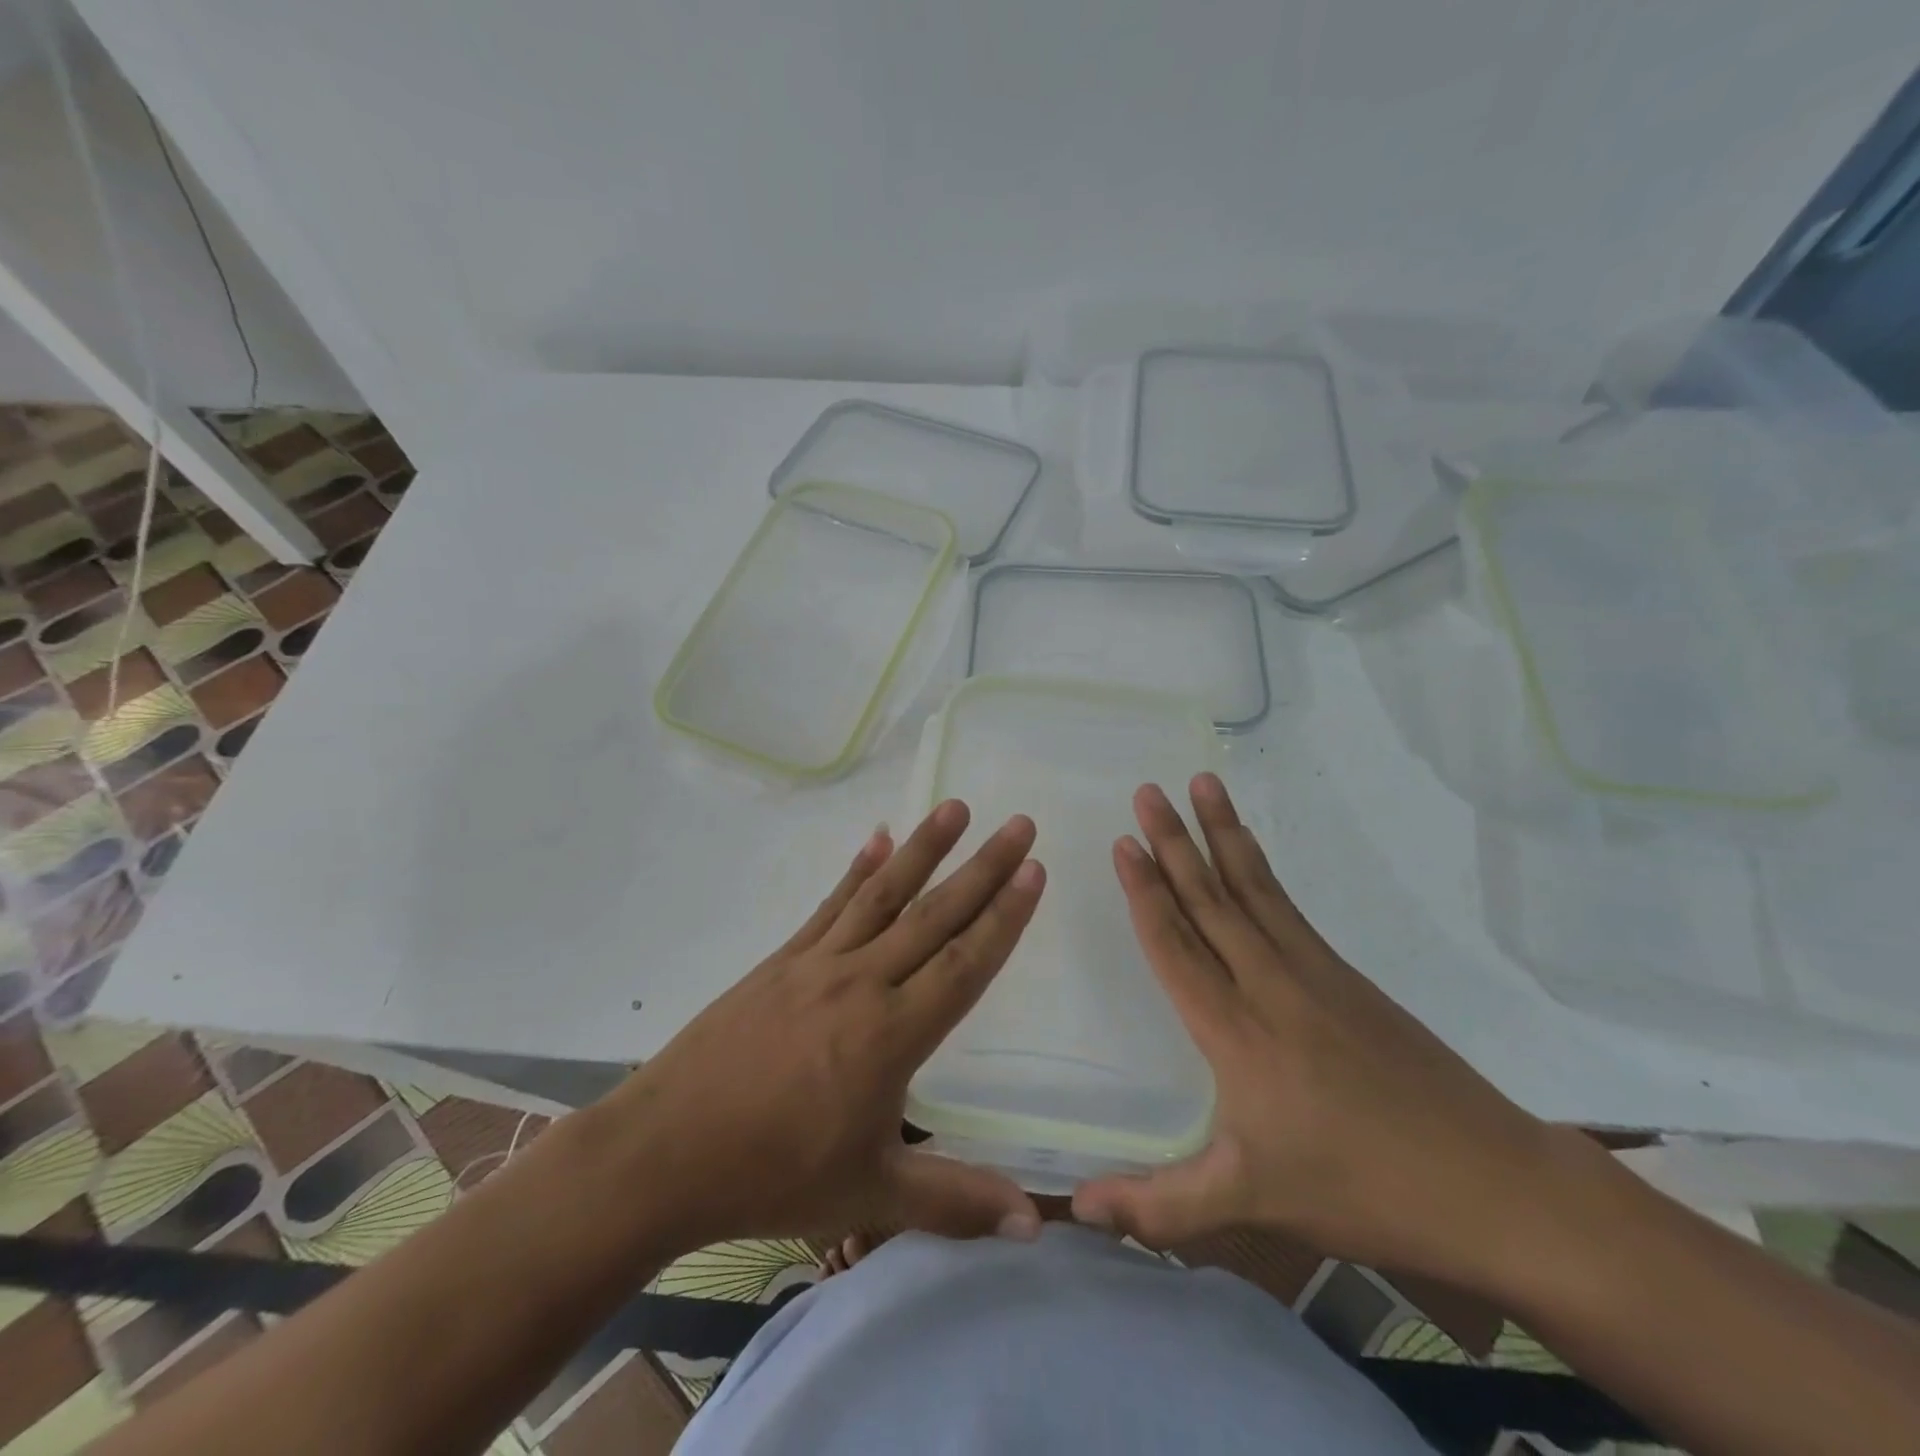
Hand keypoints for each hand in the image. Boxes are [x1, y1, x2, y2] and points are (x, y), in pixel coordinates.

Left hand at [605, 800, 1046, 1255]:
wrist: (664, 1152)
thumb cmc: (772, 1175)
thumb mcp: (868, 1197)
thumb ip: (954, 1200)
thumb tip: (1034, 1223)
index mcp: (891, 1036)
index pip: (964, 964)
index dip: (1004, 917)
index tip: (1033, 871)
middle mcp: (861, 983)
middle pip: (934, 916)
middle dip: (984, 868)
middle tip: (1019, 825)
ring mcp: (818, 964)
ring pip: (883, 895)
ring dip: (924, 849)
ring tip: (956, 808)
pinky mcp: (782, 960)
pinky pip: (830, 904)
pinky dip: (857, 869)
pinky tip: (877, 838)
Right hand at [1072, 774, 1582, 1288]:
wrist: (1492, 1183)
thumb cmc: (1360, 1189)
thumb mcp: (1250, 1203)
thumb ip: (1159, 1207)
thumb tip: (1075, 1209)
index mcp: (1234, 1031)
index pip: (1175, 944)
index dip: (1145, 891)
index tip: (1124, 842)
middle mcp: (1267, 984)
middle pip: (1209, 900)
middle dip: (1173, 842)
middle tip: (1147, 791)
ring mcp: (1311, 973)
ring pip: (1250, 888)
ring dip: (1220, 835)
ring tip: (1200, 785)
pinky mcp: (1344, 975)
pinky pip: (1286, 905)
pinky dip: (1259, 867)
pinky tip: (1247, 850)